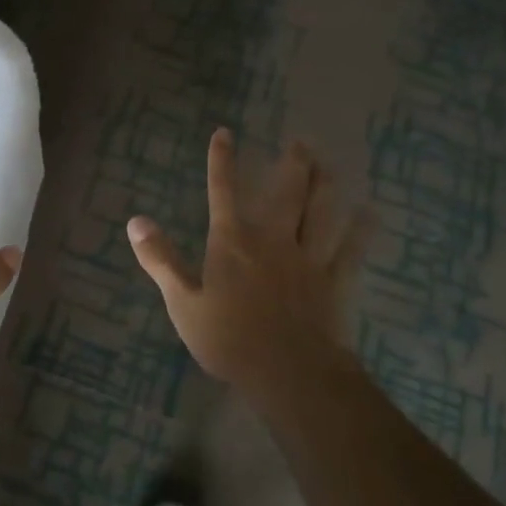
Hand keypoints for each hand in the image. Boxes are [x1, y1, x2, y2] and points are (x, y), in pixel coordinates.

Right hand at [126, 129, 371, 399]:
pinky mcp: (334, 281)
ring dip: (325, 185)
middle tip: (300, 142)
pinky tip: (370, 213)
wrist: (288, 372)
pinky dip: (360, 230)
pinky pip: (350, 249)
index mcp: (232, 243)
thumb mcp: (182, 302)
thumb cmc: (228, 340)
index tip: (225, 132)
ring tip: (328, 163)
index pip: (223, 192)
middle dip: (291, 165)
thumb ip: (161, 259)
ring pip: (321, 212)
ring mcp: (308, 258)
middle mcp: (272, 240)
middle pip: (285, 193)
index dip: (222, 161)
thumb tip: (135, 221)